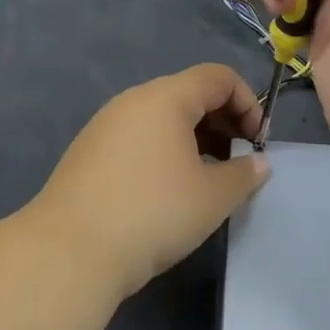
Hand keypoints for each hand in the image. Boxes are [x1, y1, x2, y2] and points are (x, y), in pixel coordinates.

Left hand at [28, 64, 268, 299]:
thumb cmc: (152, 214)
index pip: (218, 77)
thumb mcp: (212, 197)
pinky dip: (164, 149)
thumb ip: (244, 174)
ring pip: (162, 116)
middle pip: (189, 92)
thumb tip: (259, 163)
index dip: (248, 102)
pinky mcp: (89, 151)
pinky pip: (139, 135)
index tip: (258, 142)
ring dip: (194, 137)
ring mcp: (106, 124)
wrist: (69, 252)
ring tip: (207, 177)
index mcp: (165, 98)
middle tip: (238, 160)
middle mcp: (134, 100)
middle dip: (223, 120)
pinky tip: (168, 189)